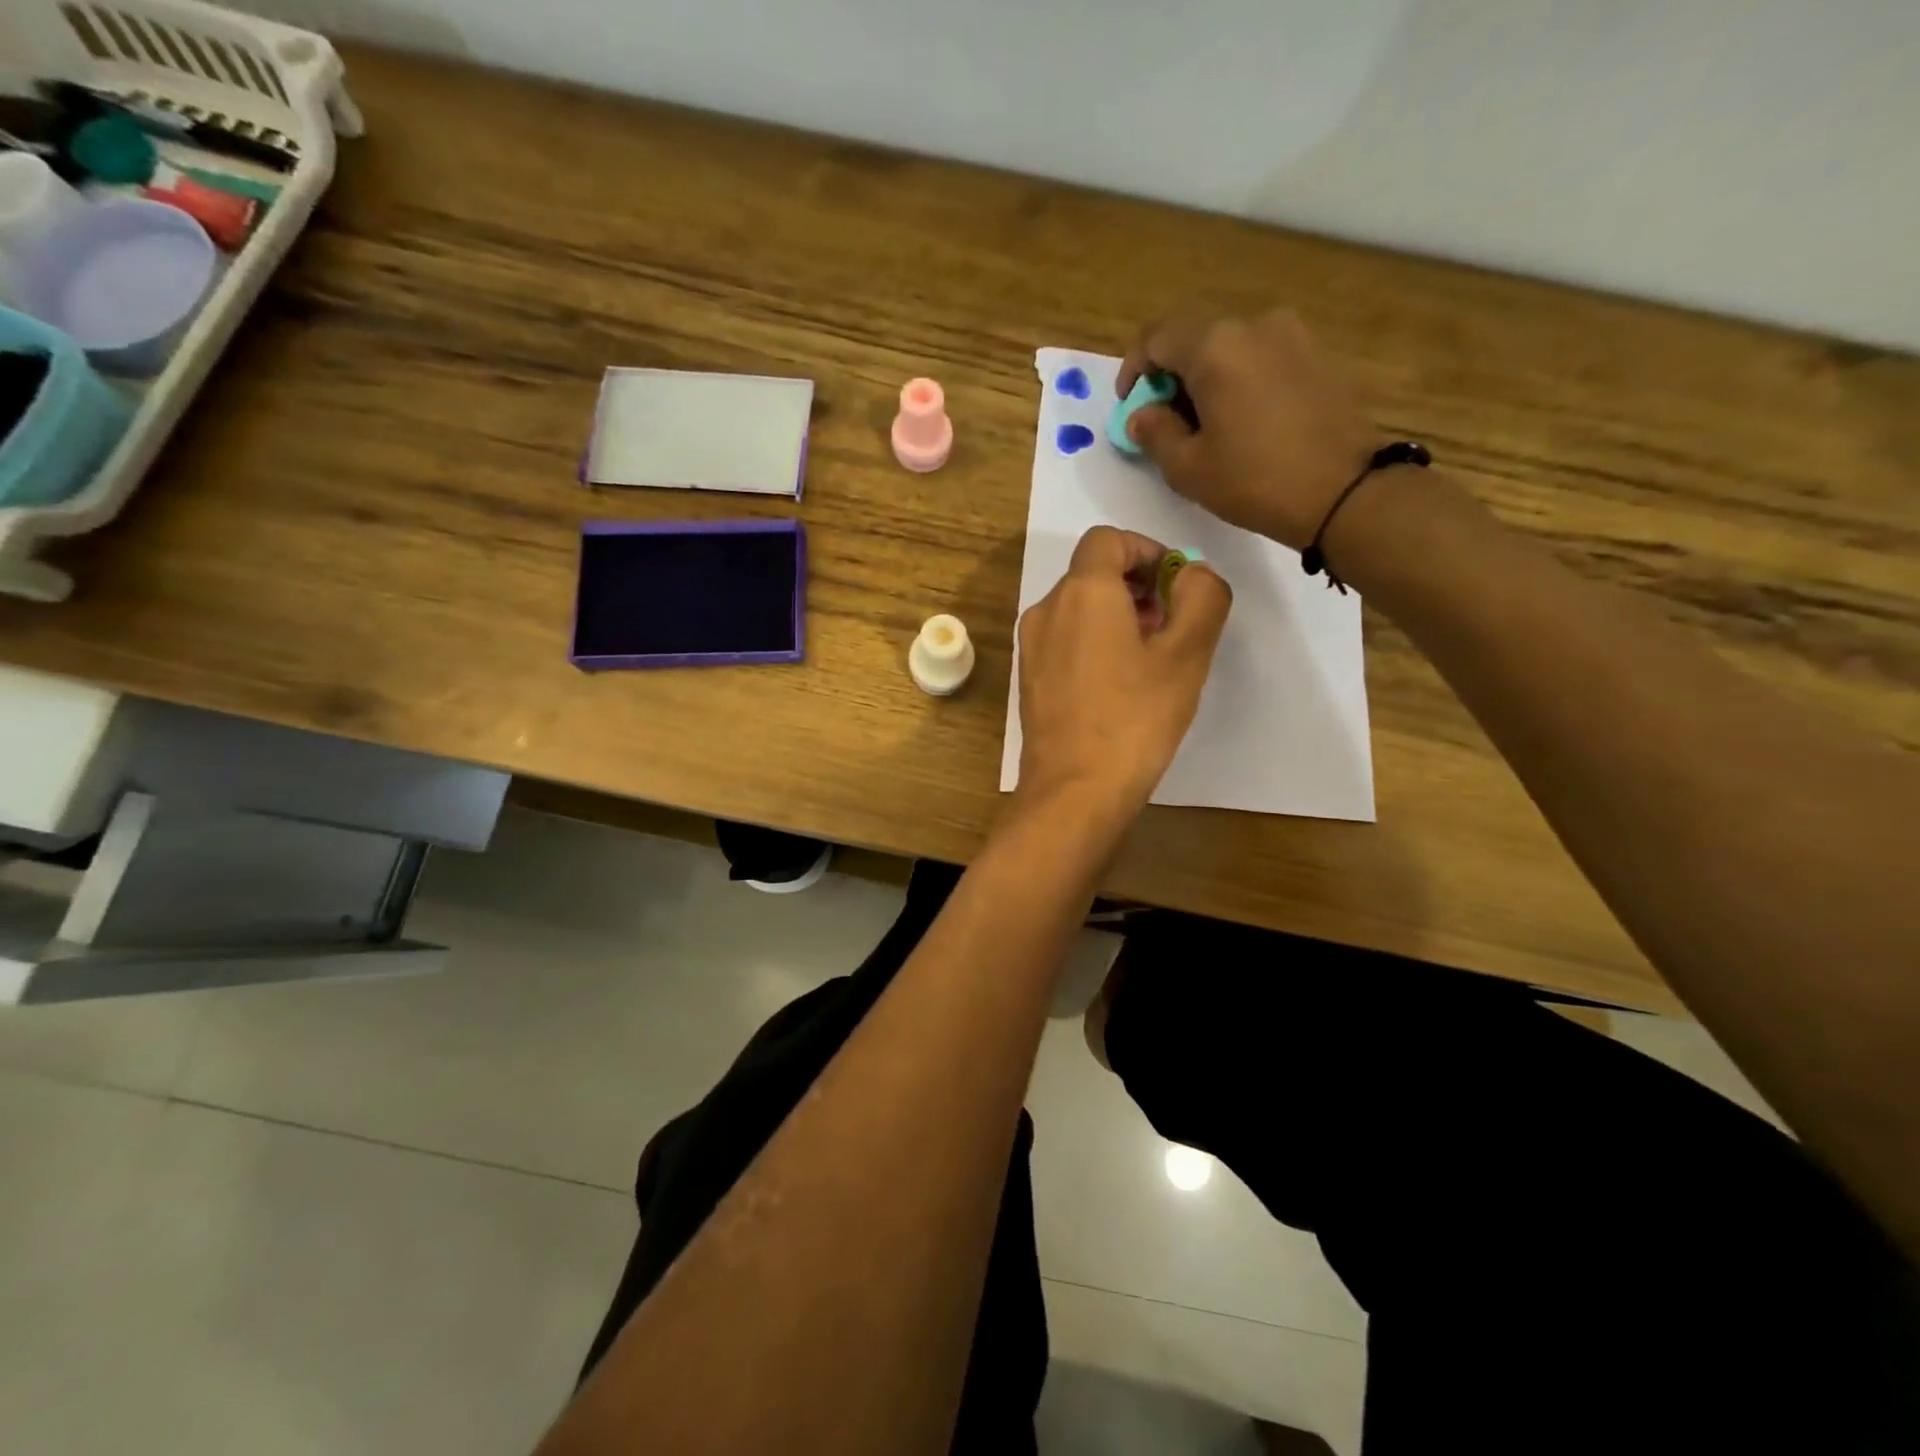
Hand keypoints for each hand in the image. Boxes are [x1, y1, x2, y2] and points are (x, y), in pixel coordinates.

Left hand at [1014, 526, 1231, 830]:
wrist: (1074, 790)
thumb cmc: (1134, 719)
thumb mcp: (1186, 655)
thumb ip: (1201, 597)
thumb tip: (1192, 574)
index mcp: (1081, 592)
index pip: (1108, 539)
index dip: (1147, 550)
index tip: (1176, 584)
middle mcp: (1046, 610)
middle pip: (1092, 573)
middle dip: (1136, 586)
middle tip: (1172, 624)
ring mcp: (1031, 647)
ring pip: (1077, 608)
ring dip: (1117, 615)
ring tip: (1150, 657)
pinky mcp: (1029, 679)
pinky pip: (1064, 640)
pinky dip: (1093, 642)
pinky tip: (1120, 683)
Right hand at [1119, 308, 1380, 550]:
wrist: (1346, 491)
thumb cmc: (1255, 481)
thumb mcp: (1188, 468)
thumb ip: (1154, 433)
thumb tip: (1143, 415)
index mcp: (1215, 346)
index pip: (1156, 337)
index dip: (1134, 369)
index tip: (1130, 405)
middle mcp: (1254, 324)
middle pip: (1195, 337)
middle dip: (1171, 375)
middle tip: (1165, 420)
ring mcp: (1292, 335)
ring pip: (1230, 346)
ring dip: (1207, 378)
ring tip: (1206, 425)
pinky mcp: (1317, 354)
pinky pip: (1262, 357)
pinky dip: (1240, 379)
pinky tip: (1244, 421)